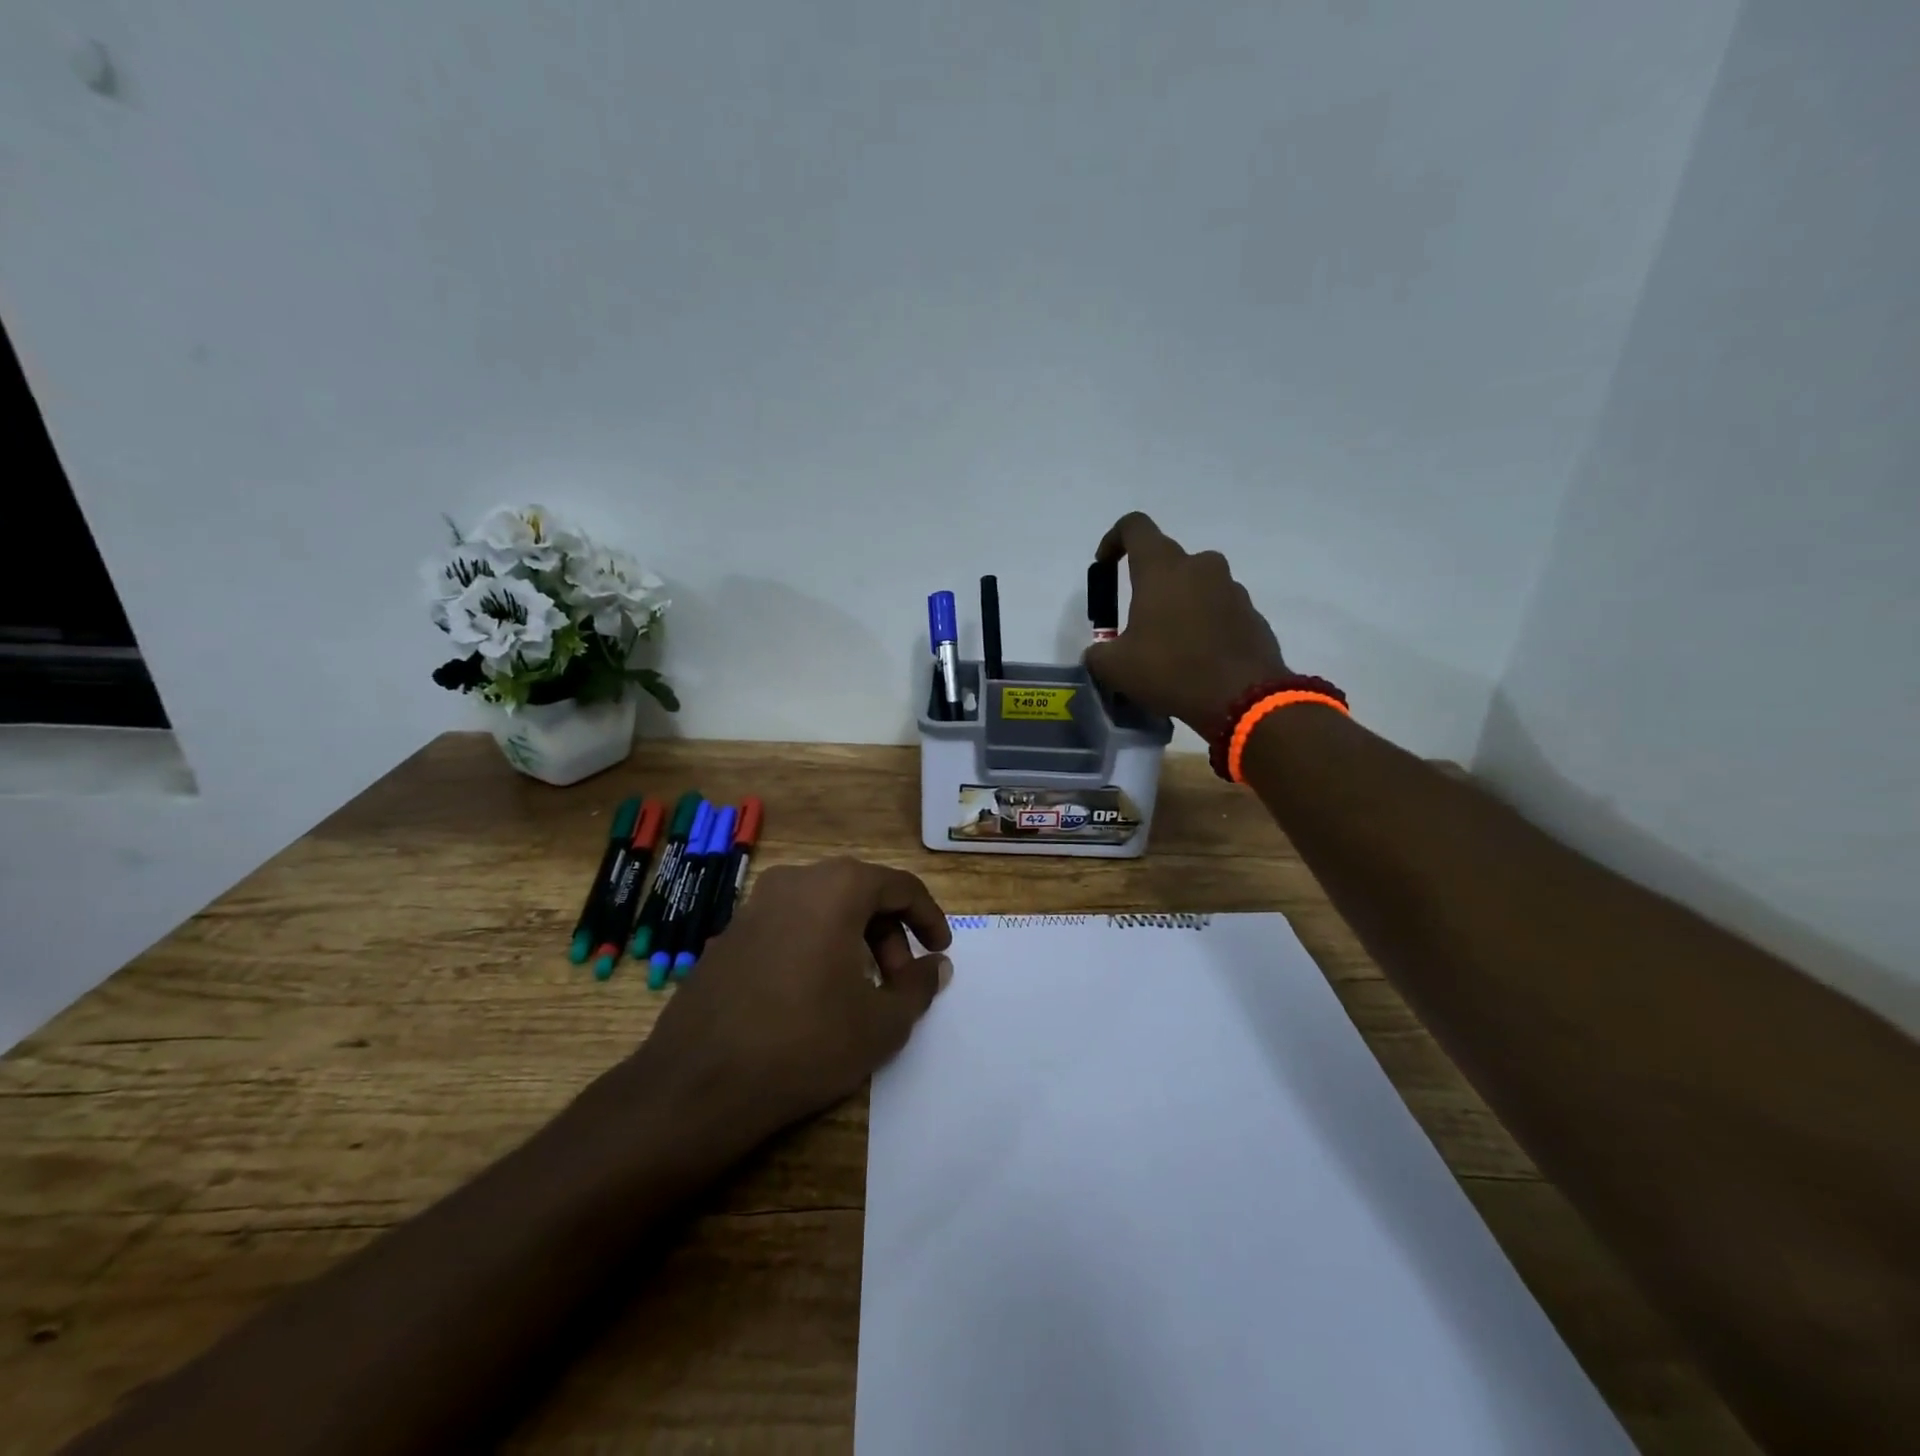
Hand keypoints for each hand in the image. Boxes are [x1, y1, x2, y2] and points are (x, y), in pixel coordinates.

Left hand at [635, 857, 953, 1138]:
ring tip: (861, 991)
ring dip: (853, 941)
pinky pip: (789, 926)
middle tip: (901, 982)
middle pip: (860, 894)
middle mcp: (794, 881)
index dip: (929, 918)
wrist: (698, 1083)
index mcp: (837, 887)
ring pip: (823, 909)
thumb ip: (919, 986)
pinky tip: (814, 994)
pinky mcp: (728, 934)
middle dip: (890, 935)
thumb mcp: (882, 1023)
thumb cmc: (805, 1042)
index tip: (941, 952)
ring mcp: (754, 905)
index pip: (900, 887)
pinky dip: (816, 947)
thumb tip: (936, 965)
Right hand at [1084, 512, 1288, 736]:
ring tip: (1168, 645)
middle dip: (1148, 584)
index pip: (1134, 526)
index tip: (1105, 566)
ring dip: (1178, 605)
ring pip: (1195, 585)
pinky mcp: (1251, 613)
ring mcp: (1231, 588)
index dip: (1114, 539)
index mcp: (1162, 568)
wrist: (1242, 698)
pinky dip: (1203, 624)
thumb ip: (1098, 651)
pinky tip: (1196, 658)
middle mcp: (1200, 566)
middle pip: (1167, 560)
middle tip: (1137, 621)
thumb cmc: (1170, 670)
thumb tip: (1099, 652)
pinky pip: (1218, 609)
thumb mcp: (1114, 667)